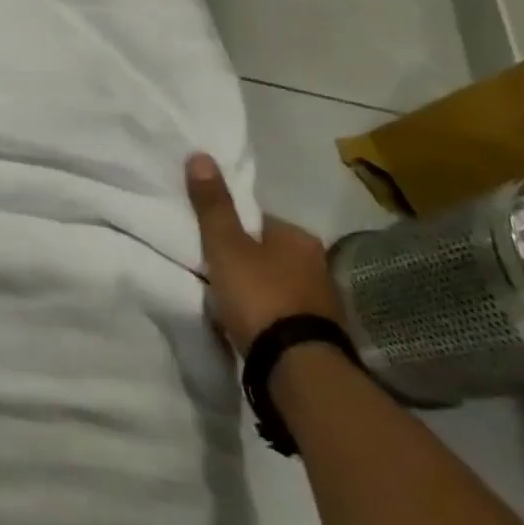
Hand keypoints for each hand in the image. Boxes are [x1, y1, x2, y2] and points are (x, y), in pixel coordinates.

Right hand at [186, 152, 342, 354]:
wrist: (297, 369)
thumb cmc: (260, 296)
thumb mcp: (225, 246)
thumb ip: (213, 205)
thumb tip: (201, 155)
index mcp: (298, 237)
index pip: (258, 220)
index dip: (231, 227)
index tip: (209, 240)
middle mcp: (318, 264)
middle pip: (269, 252)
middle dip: (246, 259)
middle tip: (215, 268)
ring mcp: (323, 303)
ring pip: (278, 283)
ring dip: (258, 288)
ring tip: (228, 298)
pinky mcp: (320, 335)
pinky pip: (284, 313)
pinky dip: (267, 314)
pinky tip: (248, 323)